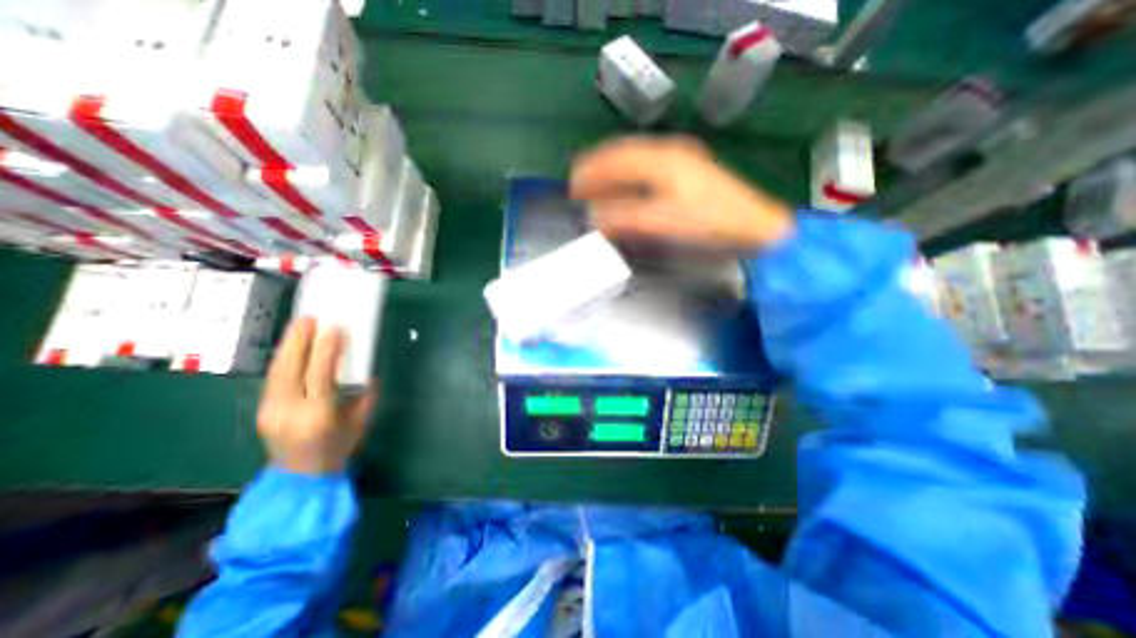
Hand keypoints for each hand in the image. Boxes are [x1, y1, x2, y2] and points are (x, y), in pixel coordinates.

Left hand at [253, 319, 374, 471]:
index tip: (334, 329)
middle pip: (290, 369)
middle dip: (299, 341)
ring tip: (298, 326)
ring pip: (276, 371)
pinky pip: (273, 378)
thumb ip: (366, 396)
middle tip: (308, 319)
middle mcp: (289, 410)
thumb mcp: (360, 422)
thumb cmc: (339, 449)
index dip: (326, 350)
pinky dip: (283, 359)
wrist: (301, 478)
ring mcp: (271, 411)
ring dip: (287, 346)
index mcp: (318, 414)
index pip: (319, 375)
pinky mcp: (263, 410)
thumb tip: (368, 372)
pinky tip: (291, 348)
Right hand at [572, 135, 791, 251]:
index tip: (572, 189)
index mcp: (660, 158)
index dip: (589, 174)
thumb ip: (623, 218)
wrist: (755, 227)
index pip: (613, 160)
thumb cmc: (708, 223)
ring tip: (596, 189)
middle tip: (579, 188)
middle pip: (621, 154)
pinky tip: (625, 190)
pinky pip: (646, 169)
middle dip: (596, 170)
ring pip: (633, 159)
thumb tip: (593, 217)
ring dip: (611, 174)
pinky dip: (628, 178)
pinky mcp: (687, 171)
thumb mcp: (661, 223)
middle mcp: (667, 150)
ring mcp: (680, 158)